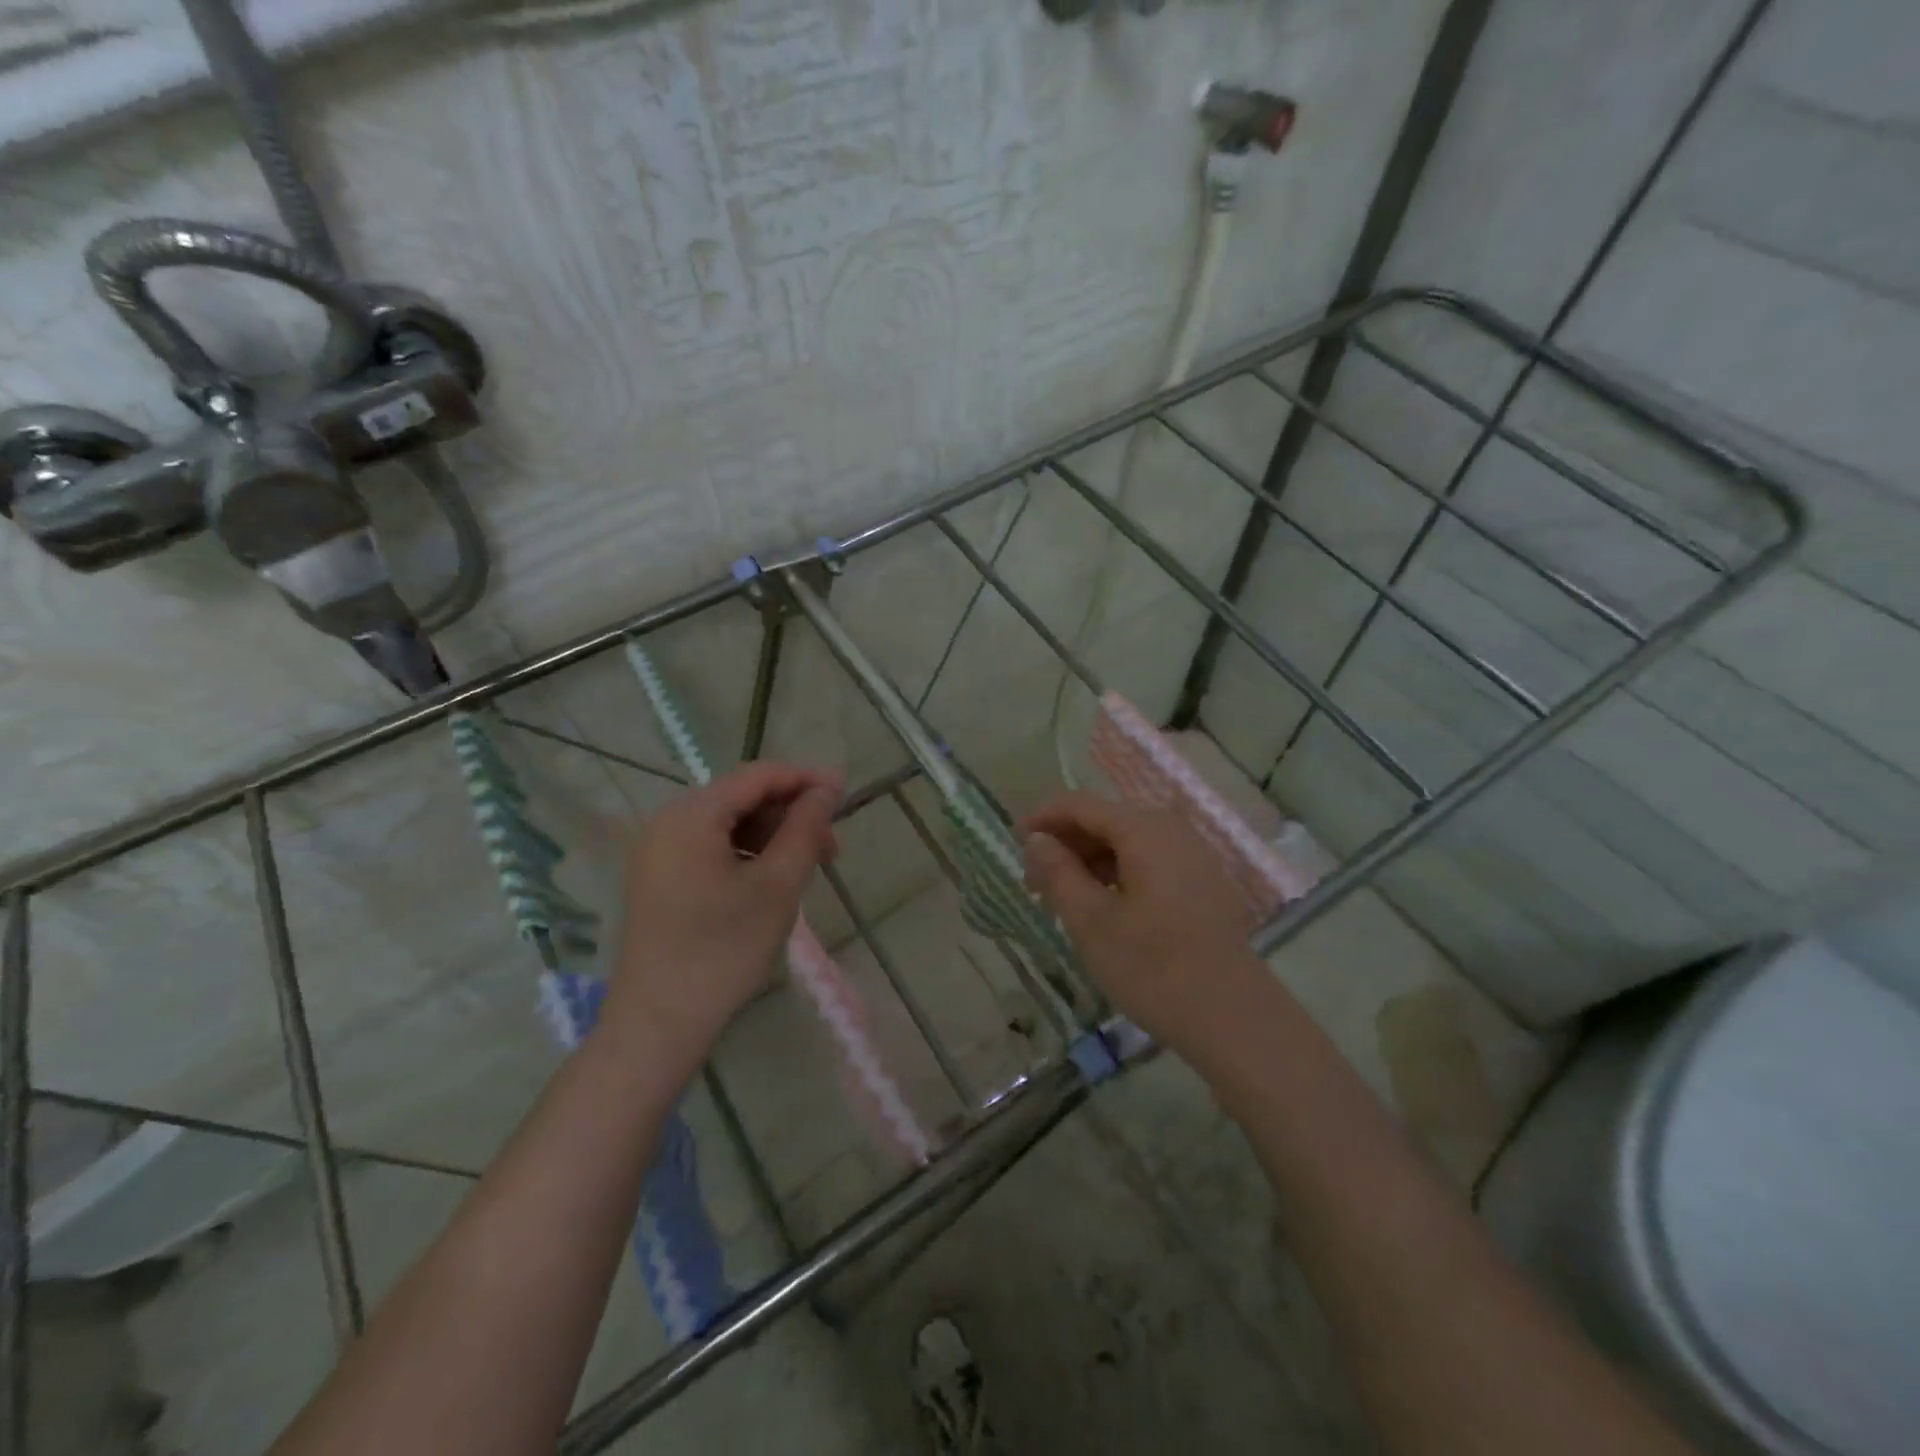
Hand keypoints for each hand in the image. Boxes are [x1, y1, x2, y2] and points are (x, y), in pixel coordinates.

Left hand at [609, 762, 843, 1059]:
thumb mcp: (778, 886)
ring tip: (807, 866)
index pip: (757, 776)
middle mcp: (667, 822)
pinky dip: (747, 853)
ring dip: (772, 835)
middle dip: (790, 813)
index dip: (805, 778)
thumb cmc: (724, 950)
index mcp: (691, 816)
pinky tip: (771, 880)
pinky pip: (710, 846)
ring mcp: (658, 850)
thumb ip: (806, 828)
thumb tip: (828, 789)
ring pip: (728, 823)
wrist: (659, 1022)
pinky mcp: (658, 876)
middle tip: (831, 846)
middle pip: (741, 797)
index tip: (845, 791)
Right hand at [1021, 792, 1265, 1057]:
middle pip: (1106, 820)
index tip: (1014, 844)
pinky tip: (1104, 908)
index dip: (1043, 819)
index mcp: (1143, 829)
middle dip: (1066, 844)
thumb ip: (1058, 872)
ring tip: (1063, 899)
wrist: (1234, 1018)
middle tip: (1034, 882)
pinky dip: (1118, 875)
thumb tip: (1037, 840)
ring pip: (1128, 843)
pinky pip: (1150, 863)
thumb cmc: (1153, 966)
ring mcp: (1193, 856)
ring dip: (1090, 862)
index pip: (1080, 805)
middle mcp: (1171, 830)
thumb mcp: (1090, 921)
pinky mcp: (1203, 883)